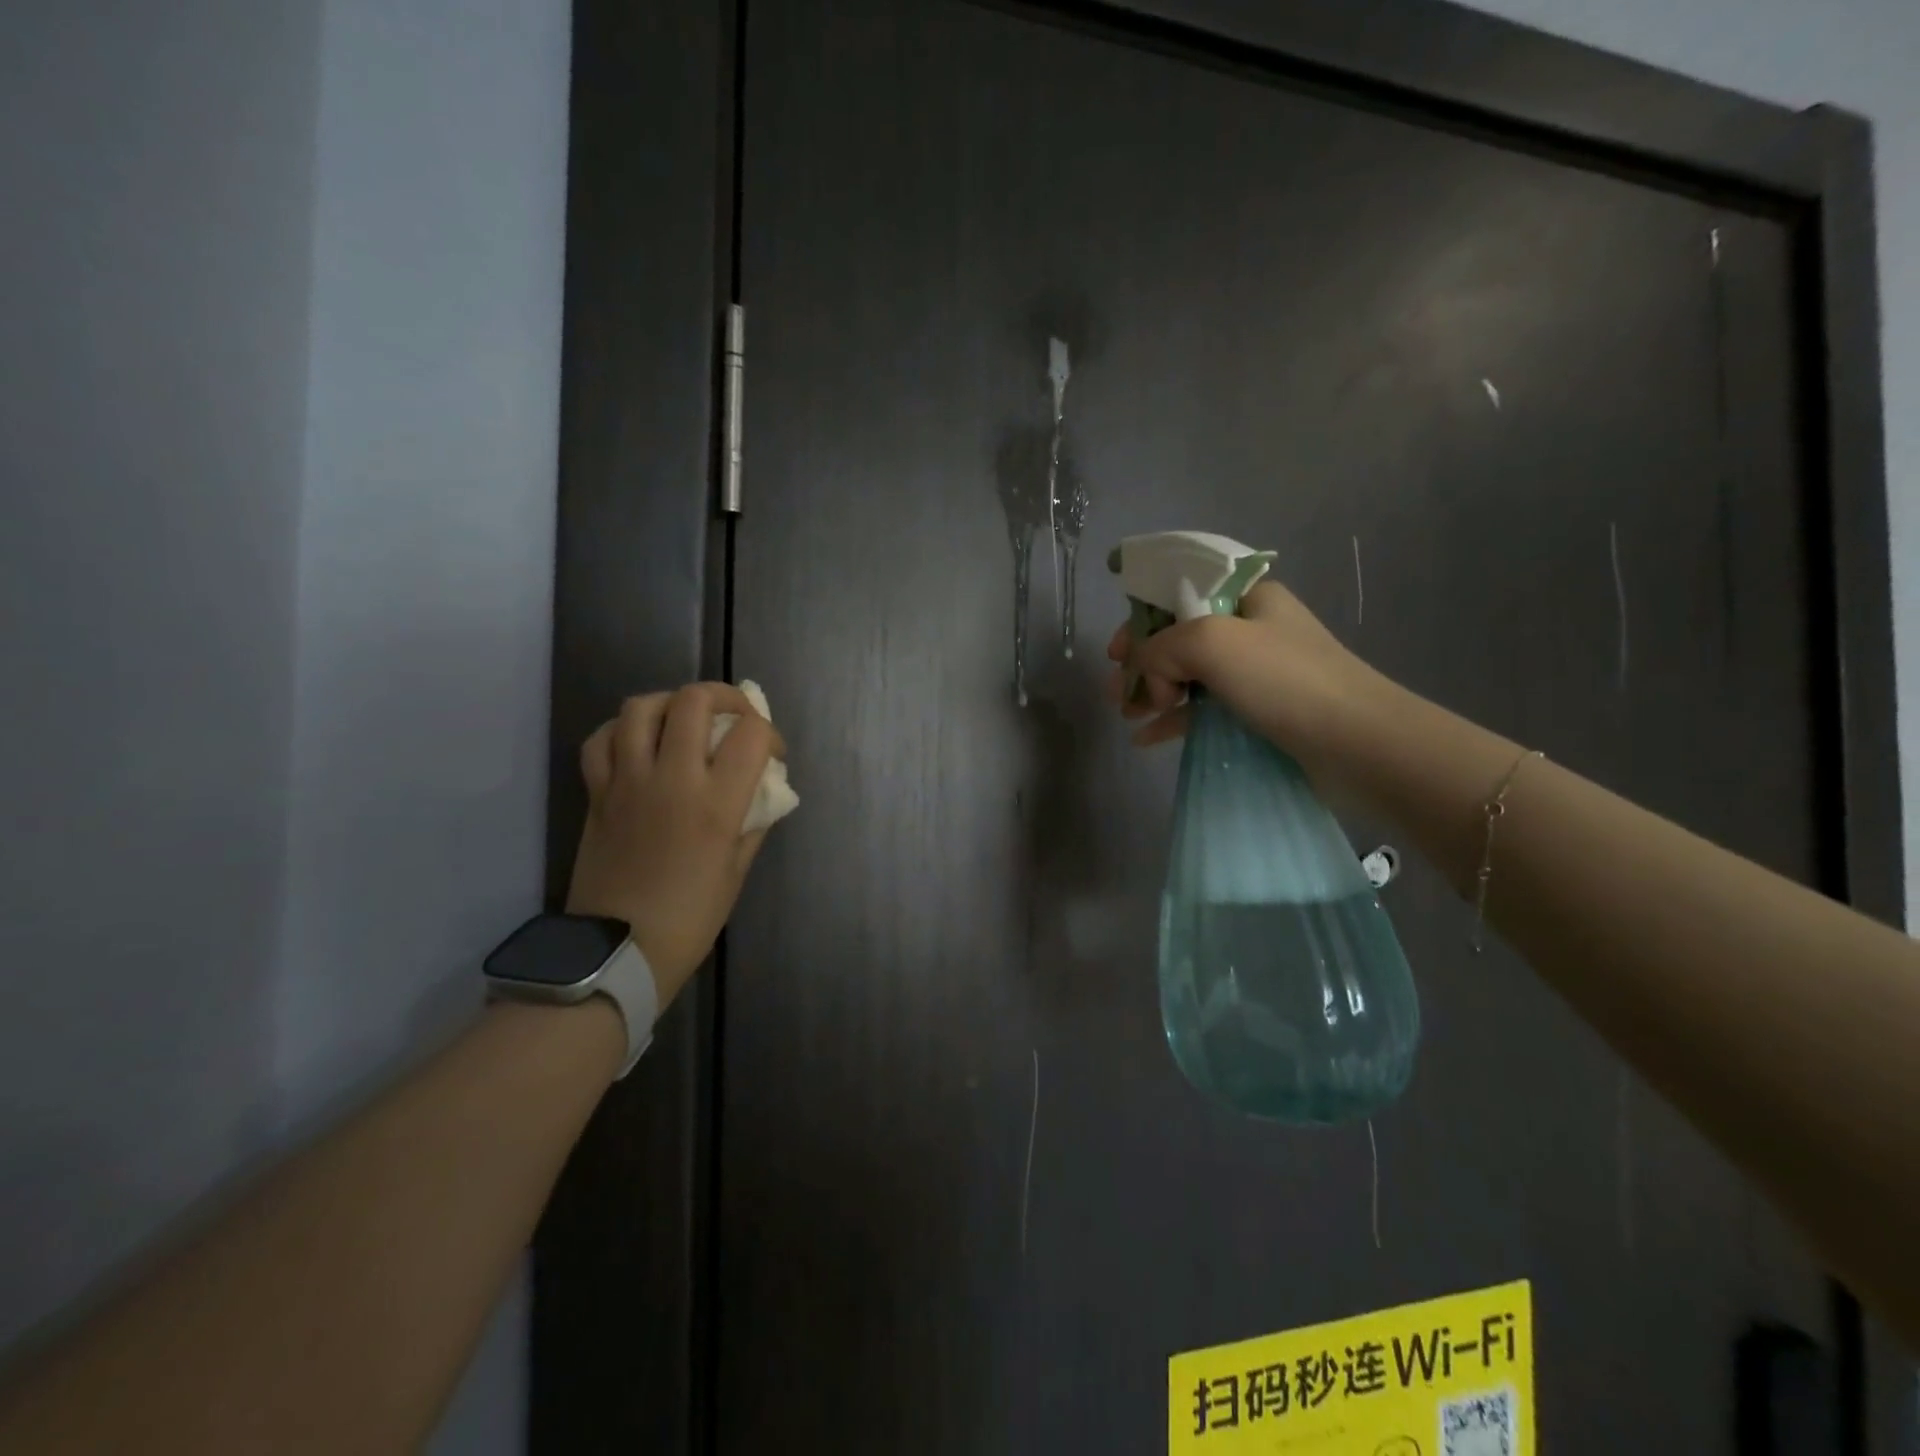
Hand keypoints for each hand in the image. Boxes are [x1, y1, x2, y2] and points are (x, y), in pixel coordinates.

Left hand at [566, 684, 784, 1007]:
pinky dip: (621, 730)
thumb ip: (753, 821)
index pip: (752, 734)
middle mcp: (670, 779)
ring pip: (641, 707)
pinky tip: (639, 743)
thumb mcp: (737, 871)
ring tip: (684, 720)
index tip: (774, 754)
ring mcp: (627, 782)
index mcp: (715, 804)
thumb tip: (761, 789)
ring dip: (671, 703)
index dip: (771, 734)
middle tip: (735, 717)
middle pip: (694, 700)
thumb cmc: (691, 917)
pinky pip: (601, 739)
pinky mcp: (596, 793)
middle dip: (725, 697)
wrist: (617, 950)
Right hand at [1106, 579, 1385, 771]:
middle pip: (1178, 636)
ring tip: (1127, 715)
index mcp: (1246, 597)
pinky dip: (1173, 719)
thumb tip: (1147, 675)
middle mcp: (1250, 629)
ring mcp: (1256, 673)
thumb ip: (1160, 646)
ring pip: (1188, 674)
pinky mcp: (1258, 713)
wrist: (1358, 744)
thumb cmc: (1284, 680)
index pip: (1178, 594)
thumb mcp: (1211, 642)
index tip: (1116, 651)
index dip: (1141, 618)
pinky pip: (1203, 709)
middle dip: (1142, 661)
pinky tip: (1145, 738)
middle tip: (1116, 690)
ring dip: (1153, 691)